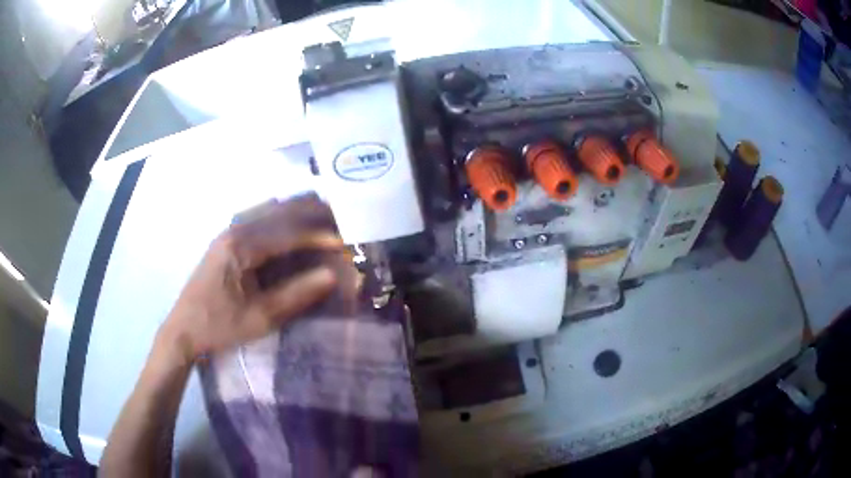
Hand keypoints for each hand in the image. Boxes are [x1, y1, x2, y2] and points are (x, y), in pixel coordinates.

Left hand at [158, 195, 345, 364]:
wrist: (183, 330)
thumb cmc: (219, 327)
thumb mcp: (259, 318)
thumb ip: (296, 295)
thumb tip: (334, 276)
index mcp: (240, 246)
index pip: (288, 232)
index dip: (319, 235)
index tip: (346, 241)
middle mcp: (235, 229)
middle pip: (281, 210)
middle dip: (313, 214)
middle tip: (342, 221)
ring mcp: (229, 231)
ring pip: (271, 210)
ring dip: (298, 212)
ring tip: (325, 218)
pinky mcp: (228, 239)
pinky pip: (261, 218)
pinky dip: (282, 218)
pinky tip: (293, 226)